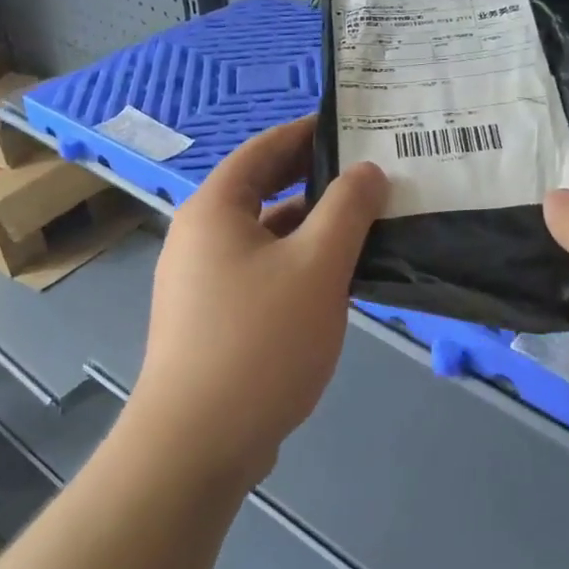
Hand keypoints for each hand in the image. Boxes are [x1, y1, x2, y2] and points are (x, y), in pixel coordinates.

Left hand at [131, 116, 386, 487]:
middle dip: (316, 180)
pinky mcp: (215, 319)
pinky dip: (300, 266)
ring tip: (368, 223)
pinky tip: (340, 280)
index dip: (307, 132)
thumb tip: (367, 171)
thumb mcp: (317, 266)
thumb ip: (347, 210)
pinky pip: (264, 273)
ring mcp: (204, 282)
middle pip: (264, 191)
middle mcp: (201, 237)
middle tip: (370, 172)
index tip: (352, 124)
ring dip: (313, 228)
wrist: (198, 443)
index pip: (264, 149)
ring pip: (267, 237)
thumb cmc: (260, 341)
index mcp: (215, 210)